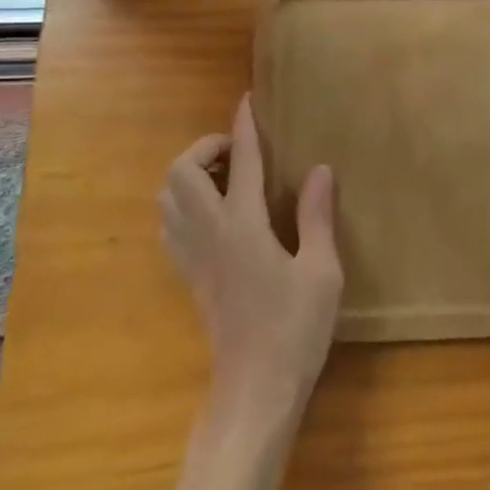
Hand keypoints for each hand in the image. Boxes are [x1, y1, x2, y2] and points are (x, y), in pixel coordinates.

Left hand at [160, 95, 342, 428]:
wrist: (254, 389)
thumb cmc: (295, 330)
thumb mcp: (322, 272)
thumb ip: (317, 217)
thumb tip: (319, 170)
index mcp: (244, 225)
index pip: (241, 161)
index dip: (243, 126)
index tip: (246, 100)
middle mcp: (209, 232)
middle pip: (181, 171)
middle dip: (204, 148)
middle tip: (237, 153)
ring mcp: (192, 255)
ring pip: (167, 196)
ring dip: (188, 174)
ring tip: (223, 178)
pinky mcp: (188, 276)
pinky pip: (169, 224)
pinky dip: (182, 203)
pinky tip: (212, 214)